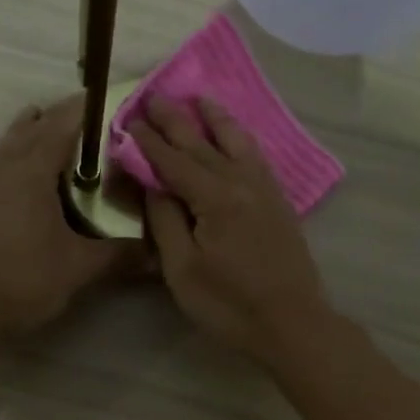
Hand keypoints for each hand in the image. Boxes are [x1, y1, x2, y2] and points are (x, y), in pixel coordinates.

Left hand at [0, 97, 138, 339]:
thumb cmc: (26, 282)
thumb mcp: (80, 268)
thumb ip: (119, 255)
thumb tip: (158, 252)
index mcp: (33, 174)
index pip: (61, 129)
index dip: (81, 112)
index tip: (100, 98)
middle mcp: (1, 171)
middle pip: (29, 133)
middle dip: (53, 118)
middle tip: (76, 112)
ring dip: (18, 132)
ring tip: (33, 117)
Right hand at [129, 96, 332, 361]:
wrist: (292, 323)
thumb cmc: (229, 304)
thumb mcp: (182, 269)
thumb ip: (166, 221)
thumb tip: (154, 184)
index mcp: (214, 198)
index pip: (173, 161)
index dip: (148, 141)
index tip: (127, 120)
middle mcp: (241, 182)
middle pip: (202, 144)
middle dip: (175, 120)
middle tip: (154, 96)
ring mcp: (265, 190)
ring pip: (236, 142)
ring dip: (214, 119)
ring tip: (199, 99)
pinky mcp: (278, 202)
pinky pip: (256, 157)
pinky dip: (241, 139)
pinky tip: (236, 136)